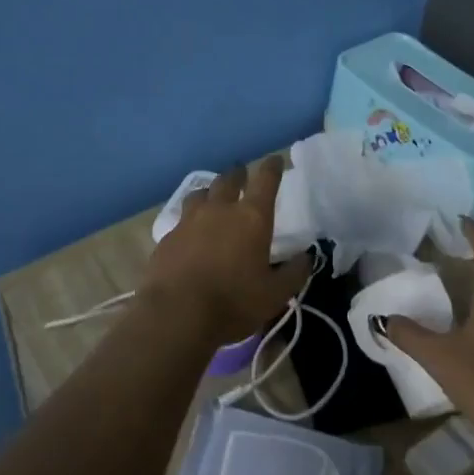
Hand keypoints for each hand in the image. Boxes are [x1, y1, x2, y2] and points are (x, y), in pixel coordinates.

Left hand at [142, 156, 310, 347]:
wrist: (176, 314)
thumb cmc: (234, 302)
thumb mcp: (275, 295)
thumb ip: (294, 272)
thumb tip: (306, 257)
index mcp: (251, 217)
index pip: (265, 180)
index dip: (272, 167)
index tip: (275, 160)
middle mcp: (220, 210)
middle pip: (228, 179)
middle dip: (238, 174)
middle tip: (242, 175)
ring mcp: (189, 220)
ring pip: (200, 193)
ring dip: (211, 192)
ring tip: (214, 198)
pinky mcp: (168, 237)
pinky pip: (182, 219)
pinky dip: (191, 219)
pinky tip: (191, 232)